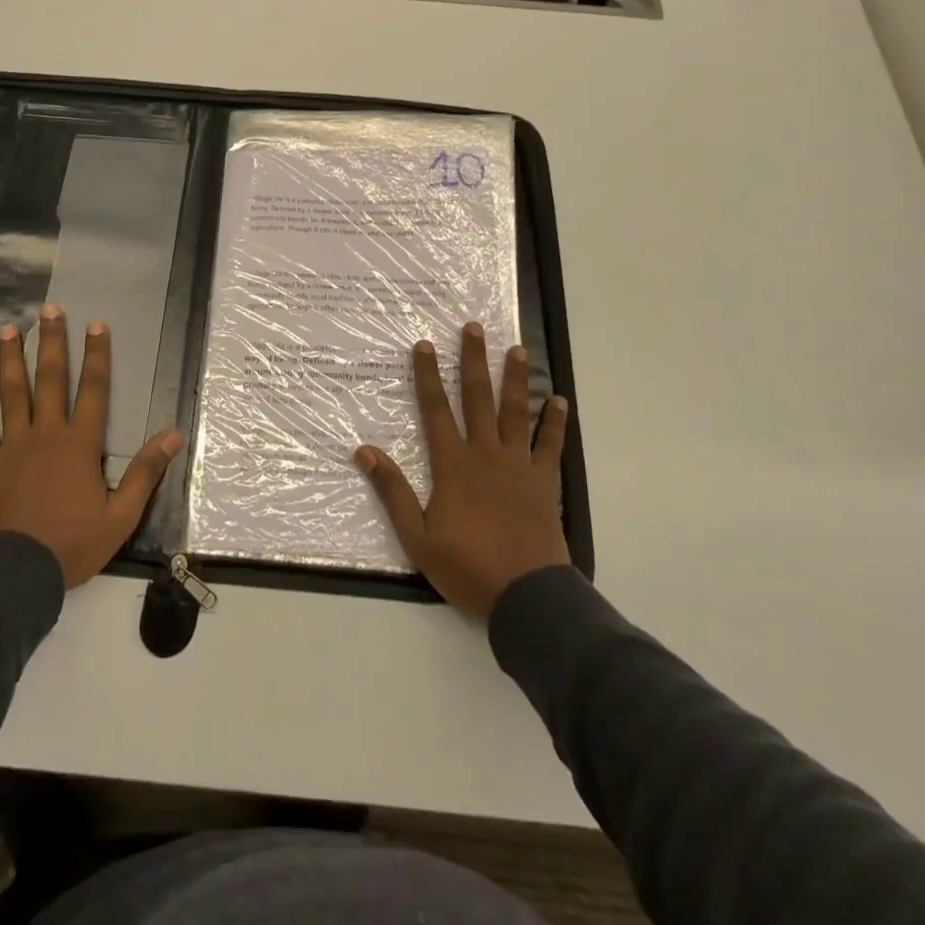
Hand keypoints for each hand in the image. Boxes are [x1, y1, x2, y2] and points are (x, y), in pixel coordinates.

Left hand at [0, 303, 183, 588]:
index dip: (97, 355)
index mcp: (80, 444)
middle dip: (53, 343)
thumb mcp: (121, 515)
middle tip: (49, 310)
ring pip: (13, 393)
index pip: (94, 390)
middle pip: (51, 380)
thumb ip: (146, 472)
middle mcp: (46, 434)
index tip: (97, 324)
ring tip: (10, 329)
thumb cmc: (72, 544)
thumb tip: (174, 435)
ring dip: (12, 360)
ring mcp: (13, 446)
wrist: (16, 574)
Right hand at [356, 322, 570, 618]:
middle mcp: (485, 453)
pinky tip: (559, 399)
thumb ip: (393, 490)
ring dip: (516, 378)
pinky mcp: (544, 482)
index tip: (424, 345)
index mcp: (453, 464)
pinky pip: (551, 444)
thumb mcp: (417, 536)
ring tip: (518, 348)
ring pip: (516, 411)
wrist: (527, 596)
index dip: (427, 376)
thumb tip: (365, 451)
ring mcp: (518, 465)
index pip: (435, 409)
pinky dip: (555, 422)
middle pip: (477, 398)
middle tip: (474, 327)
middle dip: (473, 361)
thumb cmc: (467, 566)